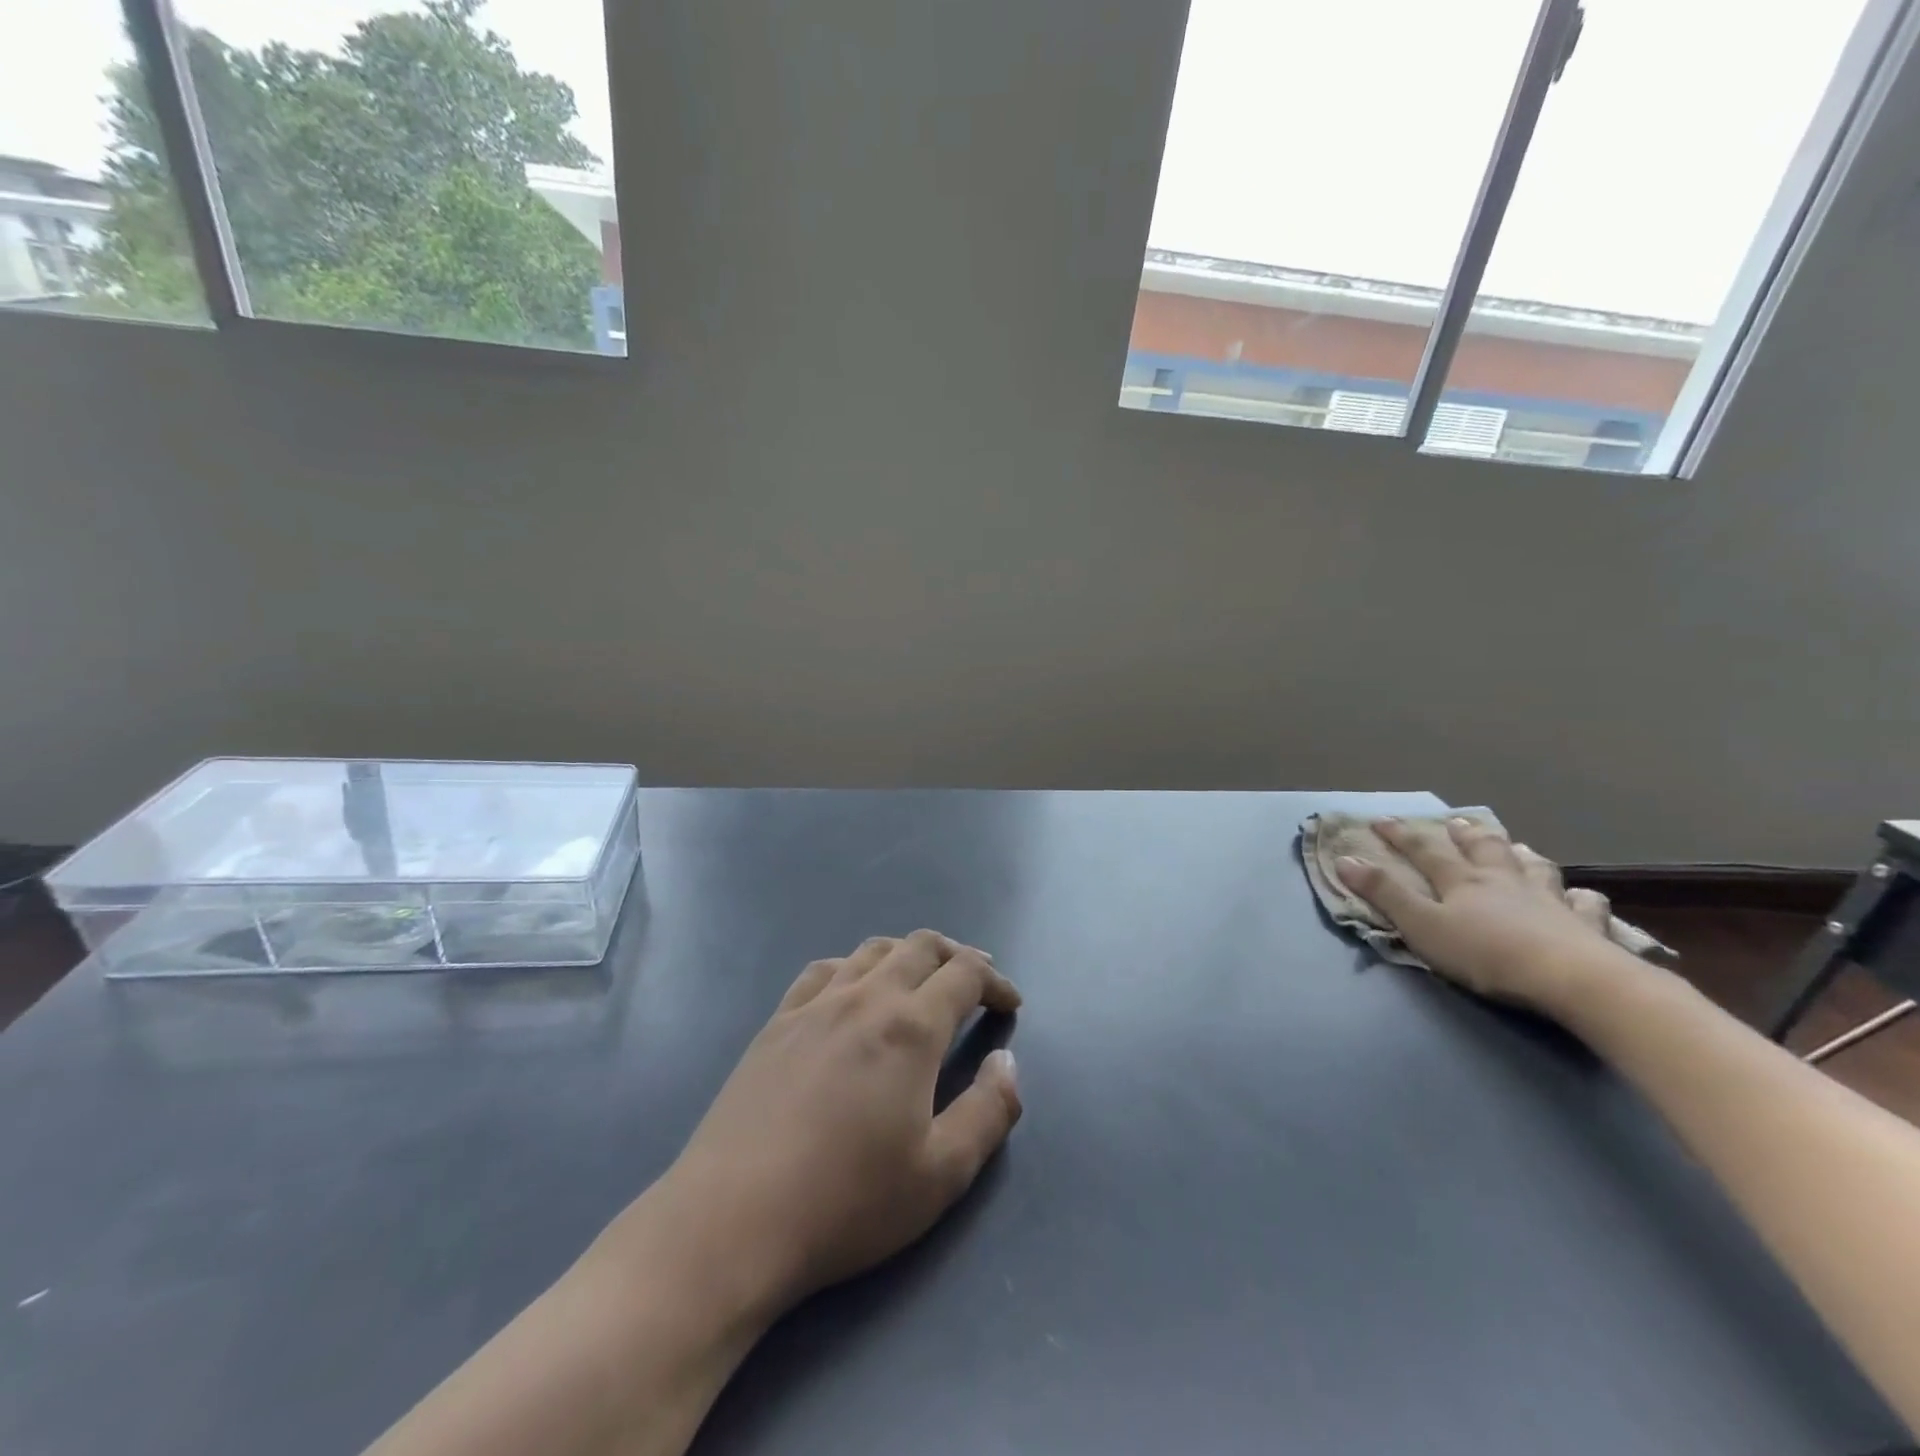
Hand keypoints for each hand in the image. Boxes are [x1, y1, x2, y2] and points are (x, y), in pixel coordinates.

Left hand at [650, 930, 1022, 1316]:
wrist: (733, 1220)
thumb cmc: (848, 1202)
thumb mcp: (942, 1173)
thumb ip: (990, 1111)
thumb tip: (1007, 1061)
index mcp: (910, 1027)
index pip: (965, 974)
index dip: (996, 981)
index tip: (1011, 1004)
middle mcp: (865, 997)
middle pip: (921, 946)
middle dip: (958, 955)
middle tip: (976, 982)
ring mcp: (815, 1004)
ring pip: (873, 950)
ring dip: (908, 954)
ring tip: (921, 979)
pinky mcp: (777, 1022)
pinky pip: (824, 970)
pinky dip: (855, 966)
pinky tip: (852, 990)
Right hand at [1335, 817, 1618, 1009]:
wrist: (1570, 978)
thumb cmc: (1485, 953)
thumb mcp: (1421, 925)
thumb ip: (1384, 894)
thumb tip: (1344, 859)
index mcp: (1461, 881)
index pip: (1424, 850)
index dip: (1400, 835)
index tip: (1379, 819)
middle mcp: (1503, 880)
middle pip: (1482, 849)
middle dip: (1464, 835)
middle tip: (1456, 822)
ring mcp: (1548, 899)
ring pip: (1534, 867)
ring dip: (1521, 855)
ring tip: (1518, 848)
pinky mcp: (1585, 925)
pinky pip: (1585, 904)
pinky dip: (1580, 897)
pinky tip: (1582, 896)